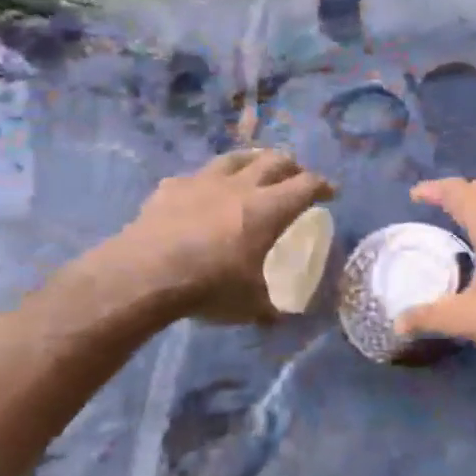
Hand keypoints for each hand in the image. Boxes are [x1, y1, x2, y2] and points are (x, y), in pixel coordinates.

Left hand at [103, 150, 333, 323]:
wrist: (145, 274)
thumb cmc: (210, 286)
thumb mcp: (250, 304)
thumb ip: (269, 306)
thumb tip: (281, 318)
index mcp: (269, 209)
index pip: (307, 185)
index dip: (323, 186)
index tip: (331, 193)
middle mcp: (241, 186)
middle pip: (275, 160)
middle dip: (292, 166)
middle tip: (297, 176)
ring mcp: (203, 181)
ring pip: (235, 158)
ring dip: (252, 160)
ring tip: (255, 168)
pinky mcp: (171, 187)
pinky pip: (195, 177)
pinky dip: (206, 182)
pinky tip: (201, 192)